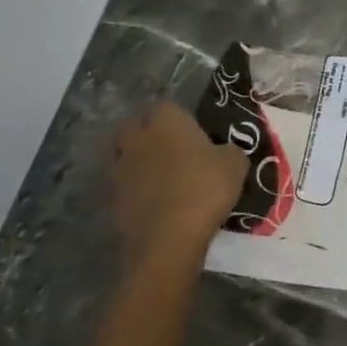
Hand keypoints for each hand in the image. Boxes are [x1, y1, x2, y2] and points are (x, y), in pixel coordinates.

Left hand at [111, 102, 248, 262]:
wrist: (168, 240)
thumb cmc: (205, 189)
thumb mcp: (235, 163)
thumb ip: (228, 150)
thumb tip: (223, 152)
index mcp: (165, 121)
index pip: (167, 106)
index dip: (181, 117)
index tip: (195, 131)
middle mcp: (137, 138)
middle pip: (138, 126)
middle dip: (152, 134)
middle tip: (176, 150)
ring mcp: (120, 169)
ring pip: (128, 155)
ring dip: (141, 162)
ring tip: (164, 178)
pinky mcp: (111, 199)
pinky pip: (125, 185)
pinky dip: (136, 190)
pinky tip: (155, 202)